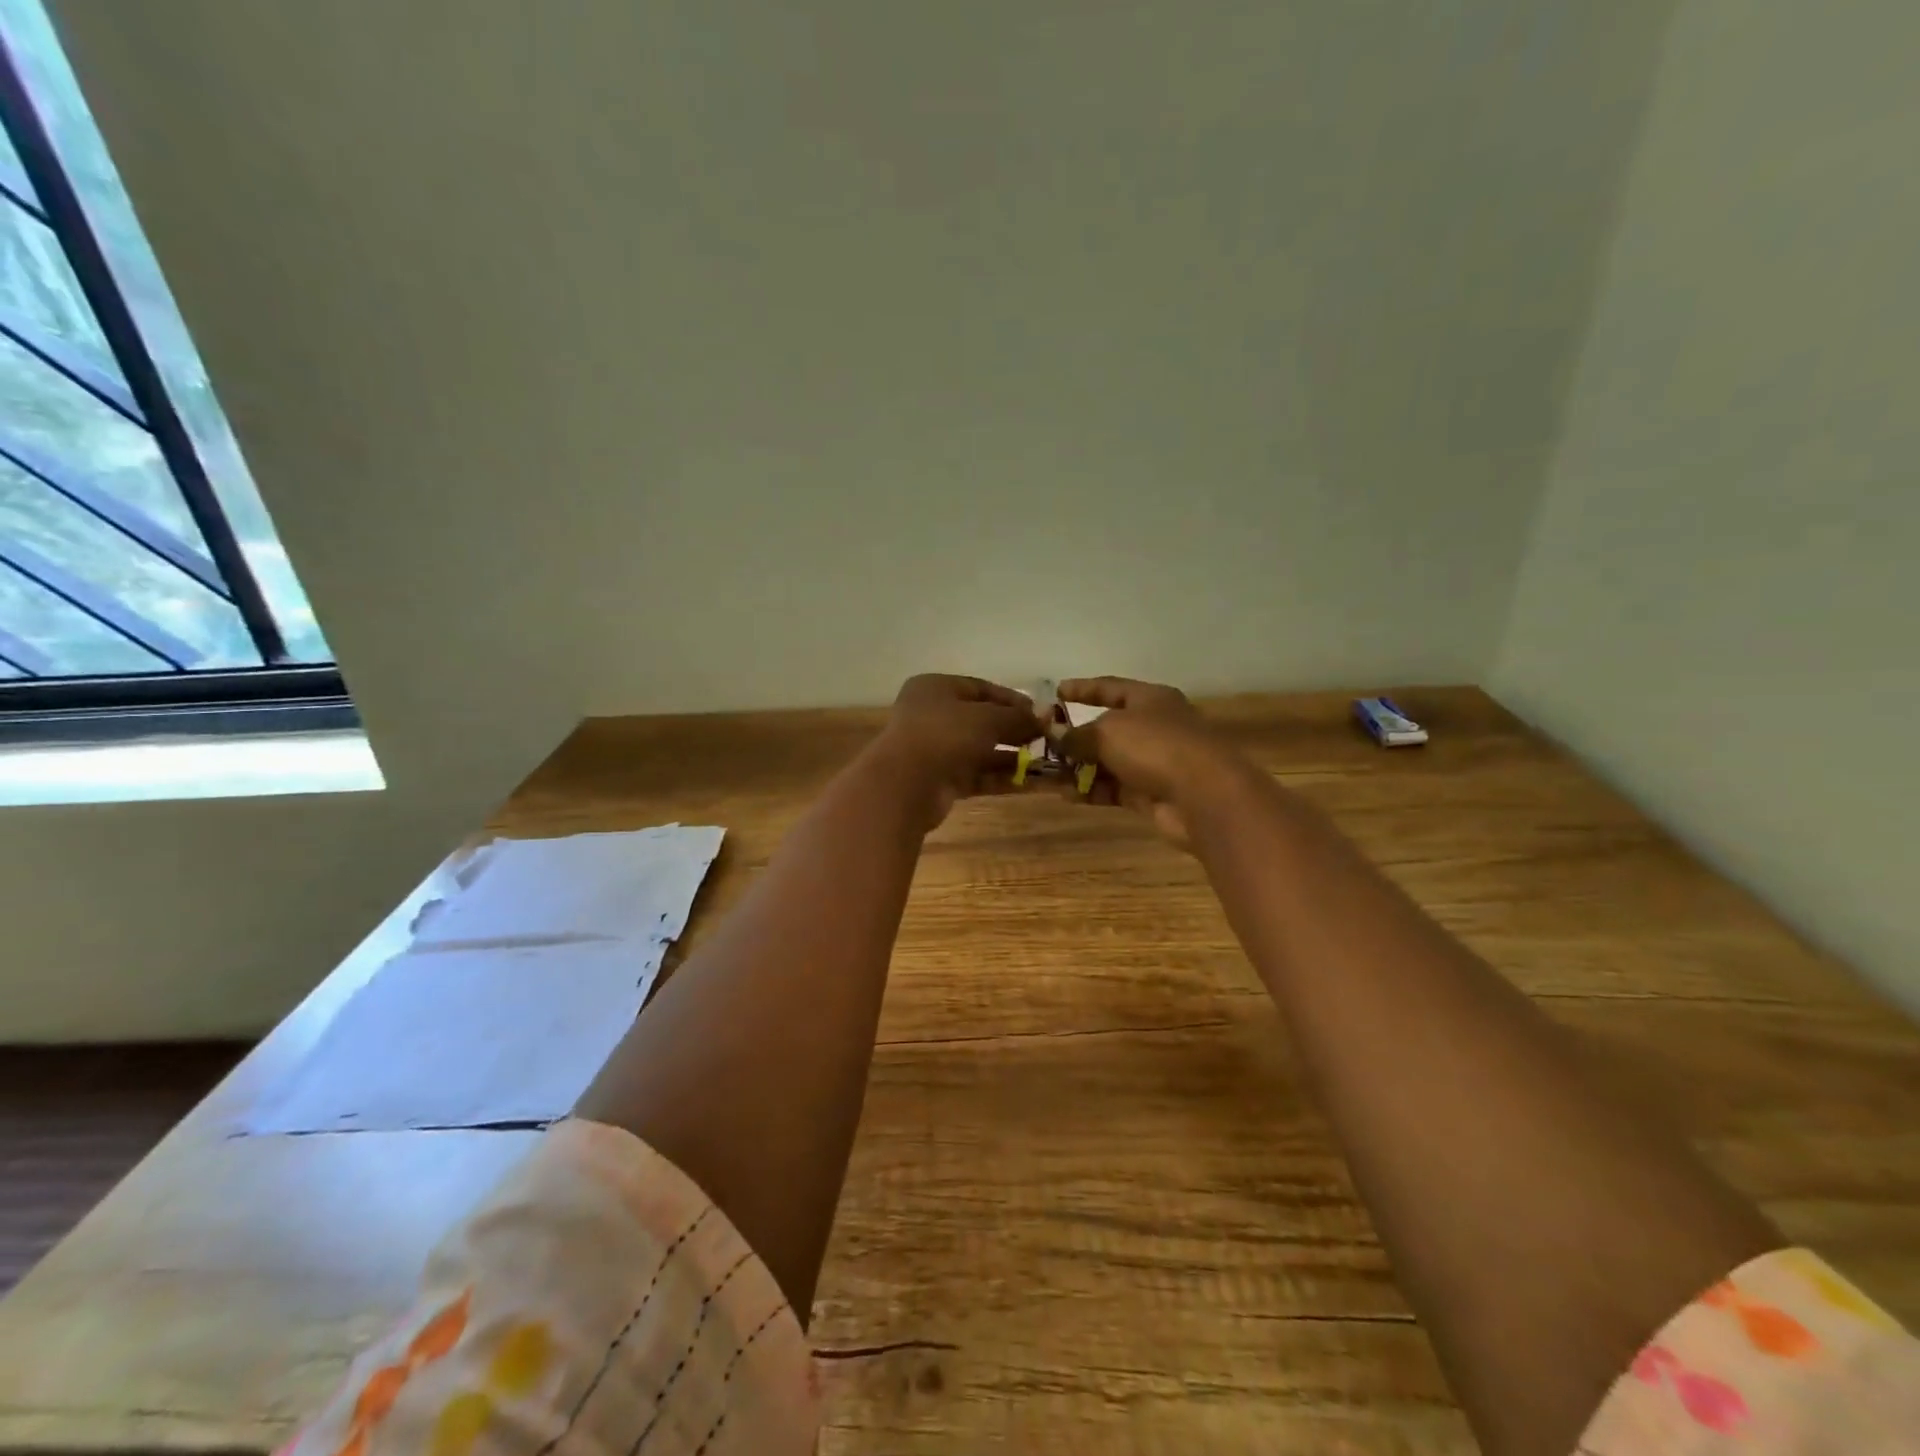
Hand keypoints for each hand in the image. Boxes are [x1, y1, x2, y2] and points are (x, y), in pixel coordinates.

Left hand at [870, 674, 1042, 830]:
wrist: (906, 784)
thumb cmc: (945, 734)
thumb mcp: (987, 718)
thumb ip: (1018, 717)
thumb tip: (1046, 715)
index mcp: (936, 688)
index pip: (980, 688)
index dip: (1012, 700)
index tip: (1041, 713)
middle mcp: (932, 715)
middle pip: (981, 720)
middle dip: (1015, 730)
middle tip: (1046, 739)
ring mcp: (935, 749)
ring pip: (980, 750)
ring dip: (1012, 756)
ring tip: (1046, 763)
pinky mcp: (940, 780)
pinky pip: (977, 774)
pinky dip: (1001, 777)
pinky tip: (1031, 783)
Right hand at [1054, 676, 1248, 846]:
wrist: (1203, 796)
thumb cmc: (1155, 747)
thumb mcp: (1107, 732)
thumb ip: (1076, 735)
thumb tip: (1054, 735)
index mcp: (1150, 699)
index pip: (1110, 687)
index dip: (1082, 688)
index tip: (1055, 691)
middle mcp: (1154, 726)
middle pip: (1107, 728)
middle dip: (1074, 736)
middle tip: (1042, 743)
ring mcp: (1155, 762)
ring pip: (1108, 761)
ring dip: (1078, 768)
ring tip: (1045, 774)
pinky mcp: (1151, 794)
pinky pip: (1114, 788)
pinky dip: (1091, 790)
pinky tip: (1065, 795)